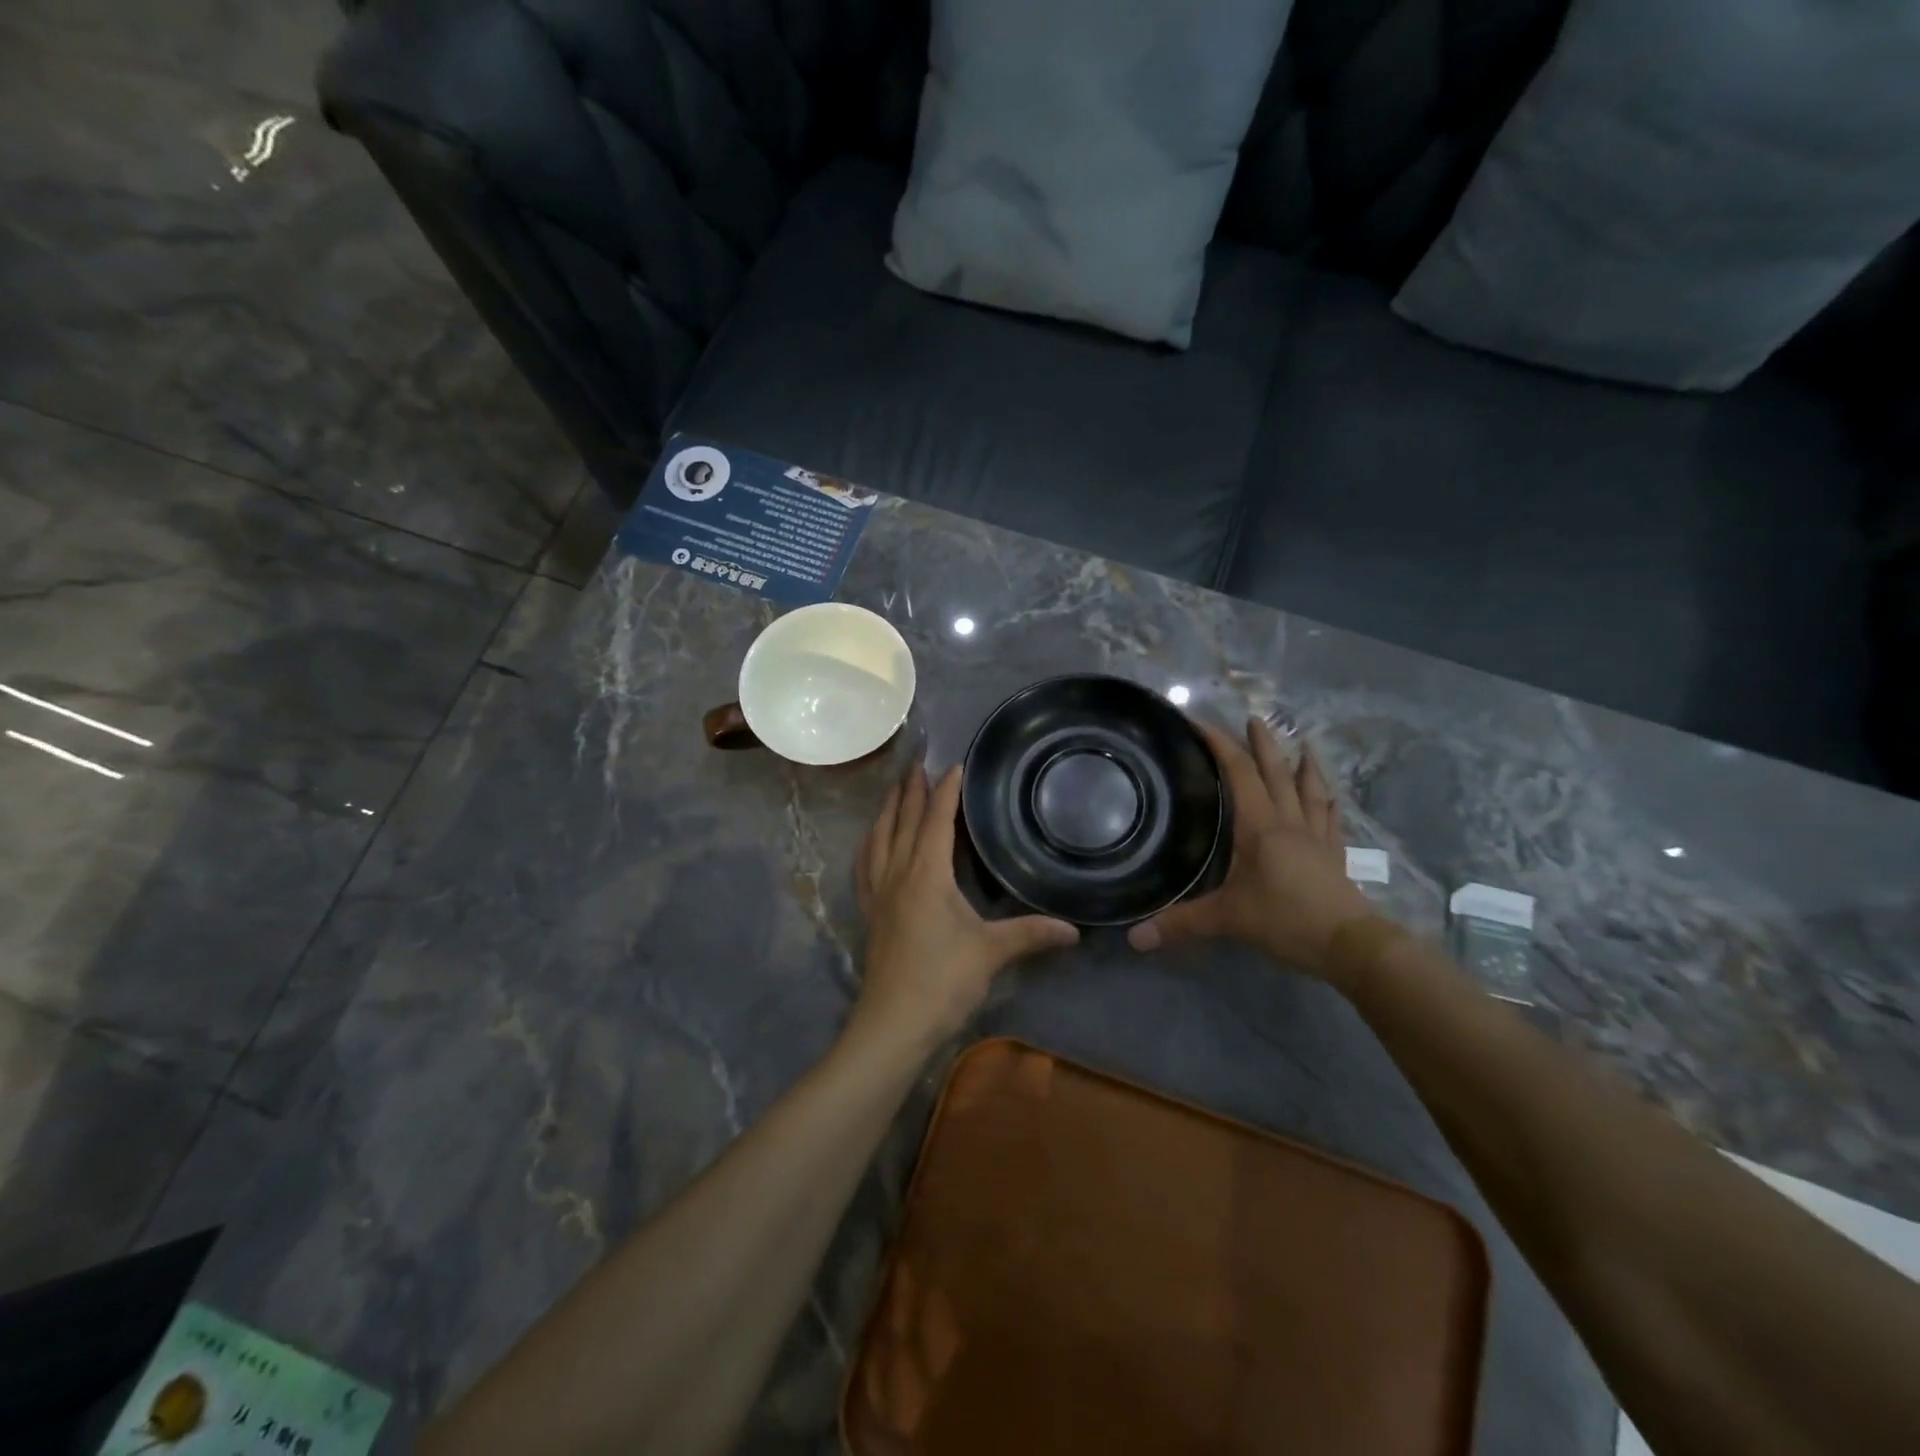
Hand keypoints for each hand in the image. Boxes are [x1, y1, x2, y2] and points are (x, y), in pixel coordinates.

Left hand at [853, 763, 1079, 1054]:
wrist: (892, 1025)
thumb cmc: (942, 981)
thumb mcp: (991, 953)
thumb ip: (1030, 934)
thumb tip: (1074, 930)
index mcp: (925, 874)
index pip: (935, 820)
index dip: (945, 791)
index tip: (954, 764)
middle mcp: (897, 874)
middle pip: (901, 821)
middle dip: (910, 790)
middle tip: (917, 763)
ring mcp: (878, 894)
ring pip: (878, 839)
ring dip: (887, 811)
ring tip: (894, 792)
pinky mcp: (870, 913)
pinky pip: (865, 866)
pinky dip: (870, 844)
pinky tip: (873, 844)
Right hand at [1127, 718, 1375, 981]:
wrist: (1348, 943)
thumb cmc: (1285, 920)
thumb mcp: (1227, 920)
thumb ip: (1180, 924)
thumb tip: (1133, 939)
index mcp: (1260, 826)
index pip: (1238, 773)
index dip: (1219, 744)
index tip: (1200, 723)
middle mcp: (1289, 821)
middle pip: (1276, 772)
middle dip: (1262, 743)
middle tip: (1254, 718)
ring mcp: (1316, 835)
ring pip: (1309, 788)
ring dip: (1303, 762)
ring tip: (1302, 741)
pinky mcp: (1334, 853)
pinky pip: (1330, 815)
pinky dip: (1326, 798)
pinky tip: (1329, 793)